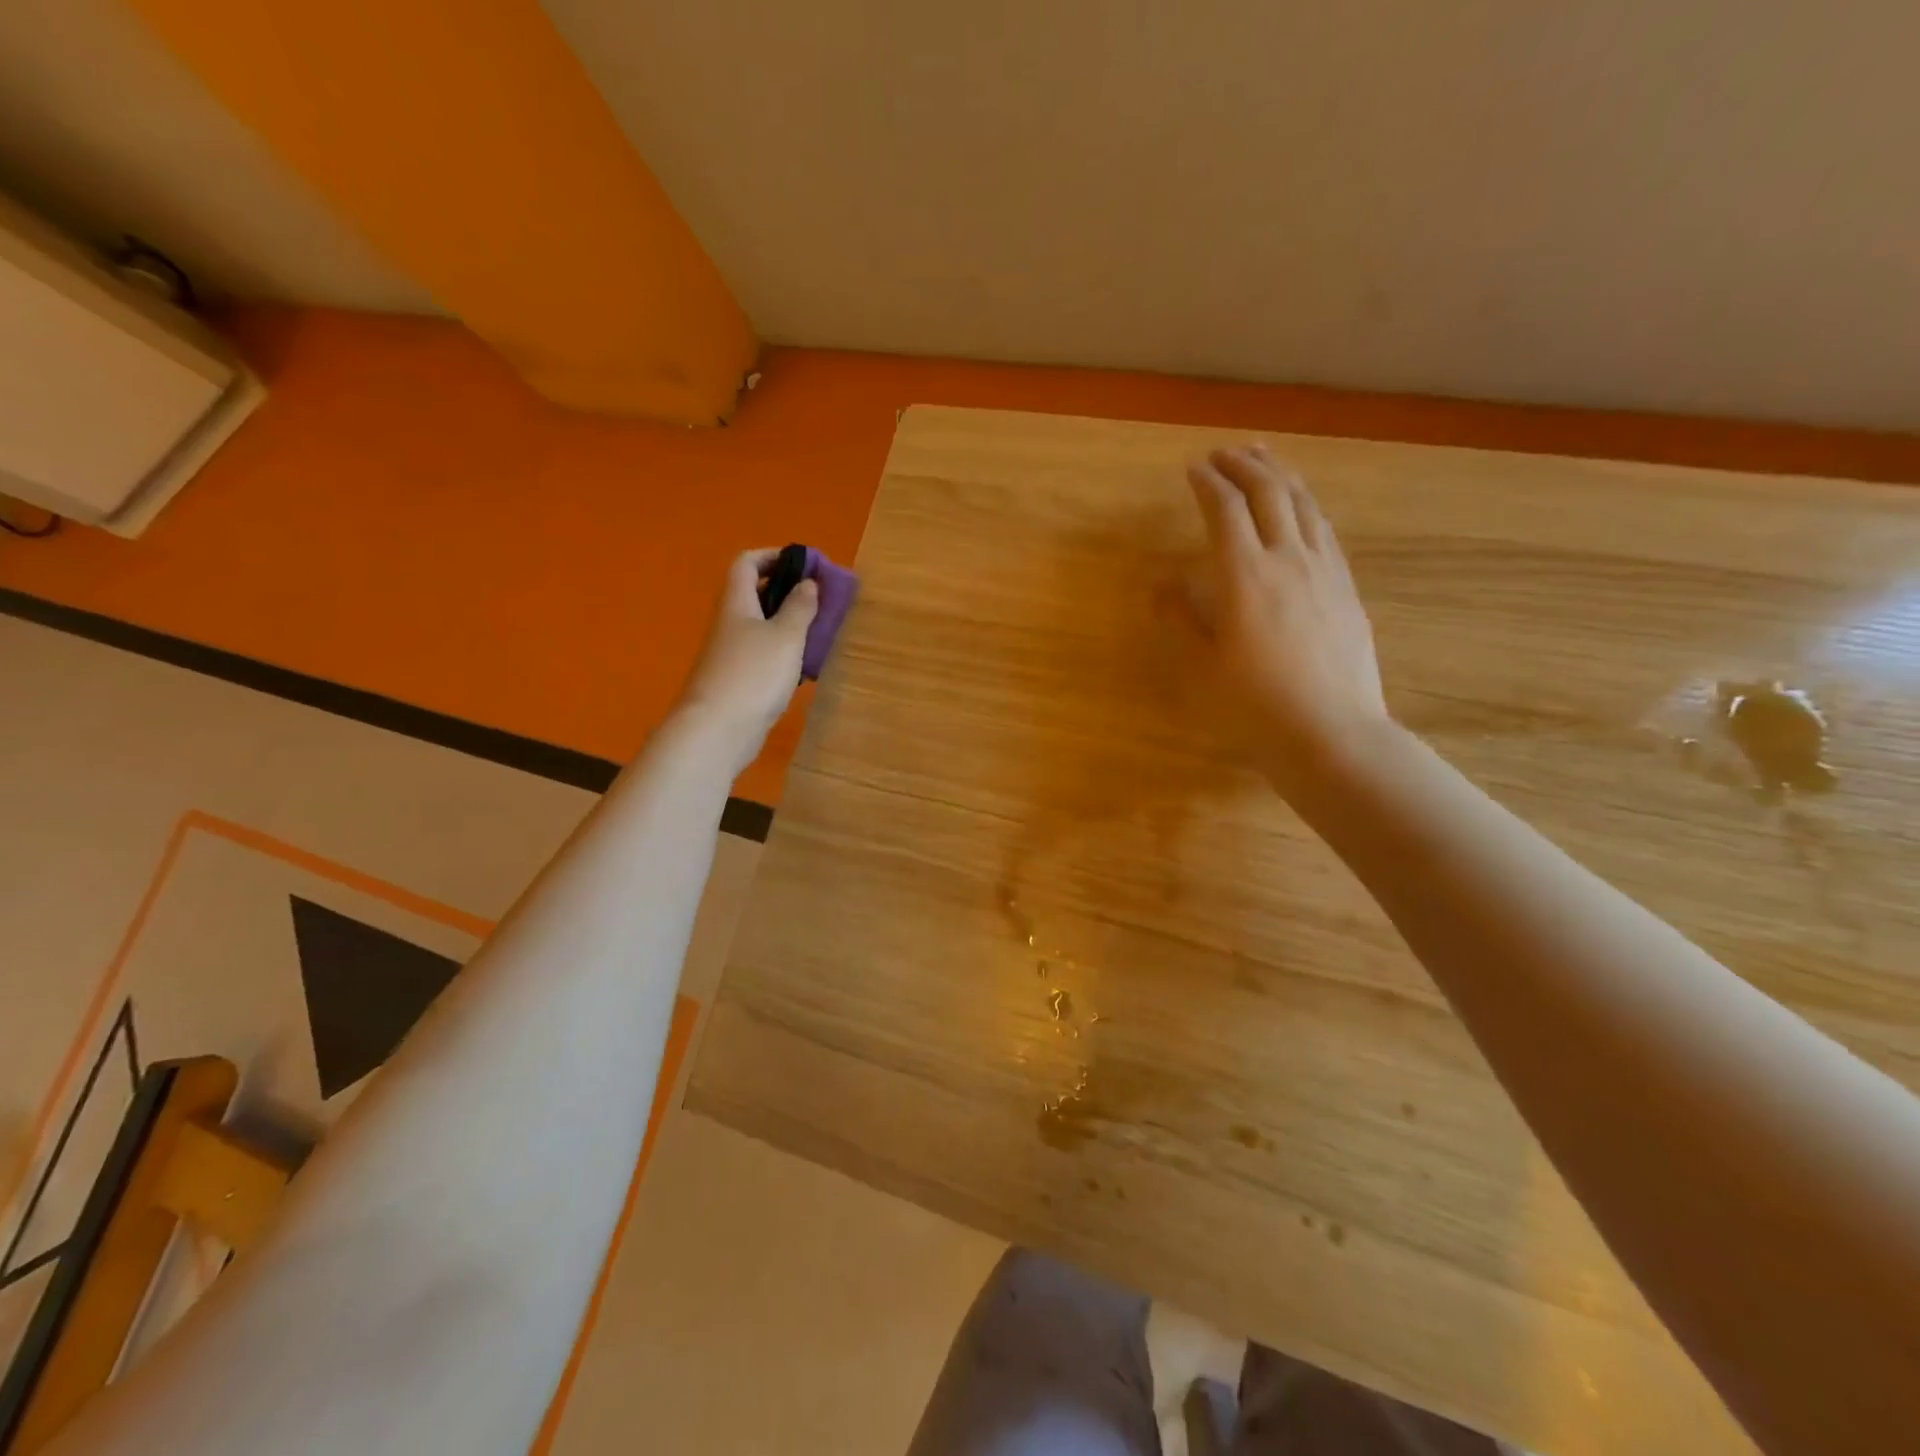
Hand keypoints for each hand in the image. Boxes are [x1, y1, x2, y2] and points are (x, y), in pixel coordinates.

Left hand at [677, 548, 817, 773]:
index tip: (804, 563)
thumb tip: (808, 582)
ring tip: (819, 630)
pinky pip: (762, 654)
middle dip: (786, 590)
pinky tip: (804, 665)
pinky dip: (783, 652)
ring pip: (760, 626)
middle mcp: (729, 623)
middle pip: (754, 593)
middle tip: (819, 597)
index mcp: (736, 603)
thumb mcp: (785, 636)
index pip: (747, 562)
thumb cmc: (753, 674)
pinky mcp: (737, 680)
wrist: (717, 730)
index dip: (773, 556)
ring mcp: (731, 653)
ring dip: (788, 623)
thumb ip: (800, 607)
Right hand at [1161, 445, 1388, 786]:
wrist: (1331, 733)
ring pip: (1304, 504)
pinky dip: (1306, 506)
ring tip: (1264, 460)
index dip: (1208, 484)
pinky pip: (1325, 530)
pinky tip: (1301, 509)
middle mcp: (1288, 559)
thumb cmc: (1254, 706)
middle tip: (1225, 452)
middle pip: (1269, 493)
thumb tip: (1163, 584)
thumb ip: (1183, 618)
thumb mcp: (1203, 666)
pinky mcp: (1347, 588)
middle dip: (1245, 465)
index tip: (1193, 468)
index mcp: (1245, 576)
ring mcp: (1325, 570)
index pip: (1225, 510)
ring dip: (1280, 475)